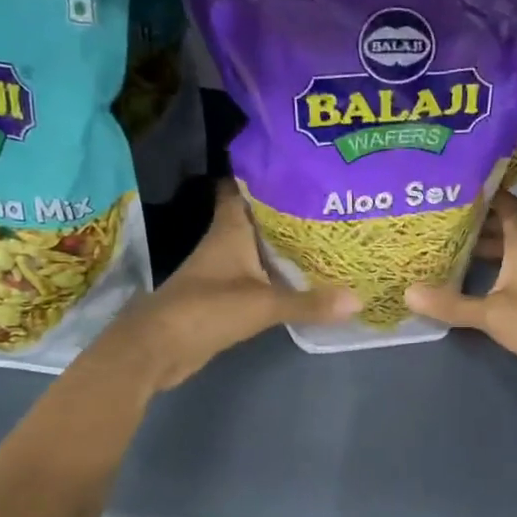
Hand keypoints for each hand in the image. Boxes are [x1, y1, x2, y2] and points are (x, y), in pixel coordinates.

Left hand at [105, 183, 357, 391]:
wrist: (159, 349)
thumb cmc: (206, 309)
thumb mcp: (264, 304)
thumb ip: (309, 302)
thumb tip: (358, 300)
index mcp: (230, 230)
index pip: (242, 189)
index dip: (265, 174)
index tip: (298, 167)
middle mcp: (226, 243)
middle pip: (259, 218)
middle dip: (289, 210)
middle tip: (330, 202)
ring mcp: (224, 271)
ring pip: (260, 248)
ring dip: (286, 244)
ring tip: (328, 235)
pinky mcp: (226, 297)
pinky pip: (260, 277)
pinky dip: (280, 275)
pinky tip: (307, 277)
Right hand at [405, 192, 516, 373]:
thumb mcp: (490, 312)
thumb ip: (450, 304)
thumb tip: (408, 292)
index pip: (504, 203)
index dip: (483, 192)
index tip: (454, 186)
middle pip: (502, 227)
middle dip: (474, 223)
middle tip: (439, 220)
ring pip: (506, 250)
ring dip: (482, 248)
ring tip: (447, 248)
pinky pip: (511, 270)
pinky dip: (491, 269)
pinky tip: (469, 279)